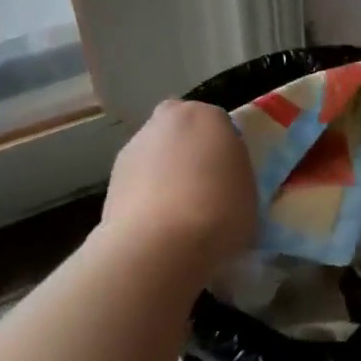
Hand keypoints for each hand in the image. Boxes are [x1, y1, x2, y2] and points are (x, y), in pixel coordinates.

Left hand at [102, 99, 255, 266]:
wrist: (161, 244)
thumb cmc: (220, 211)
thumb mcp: (248, 189)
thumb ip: (232, 171)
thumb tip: (218, 176)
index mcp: (208, 116)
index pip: (219, 124)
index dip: (223, 151)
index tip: (227, 177)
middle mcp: (169, 119)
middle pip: (181, 129)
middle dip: (187, 149)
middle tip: (200, 186)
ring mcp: (135, 145)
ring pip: (156, 152)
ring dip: (163, 171)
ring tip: (175, 212)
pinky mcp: (113, 175)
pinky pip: (138, 178)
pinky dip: (144, 193)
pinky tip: (154, 222)